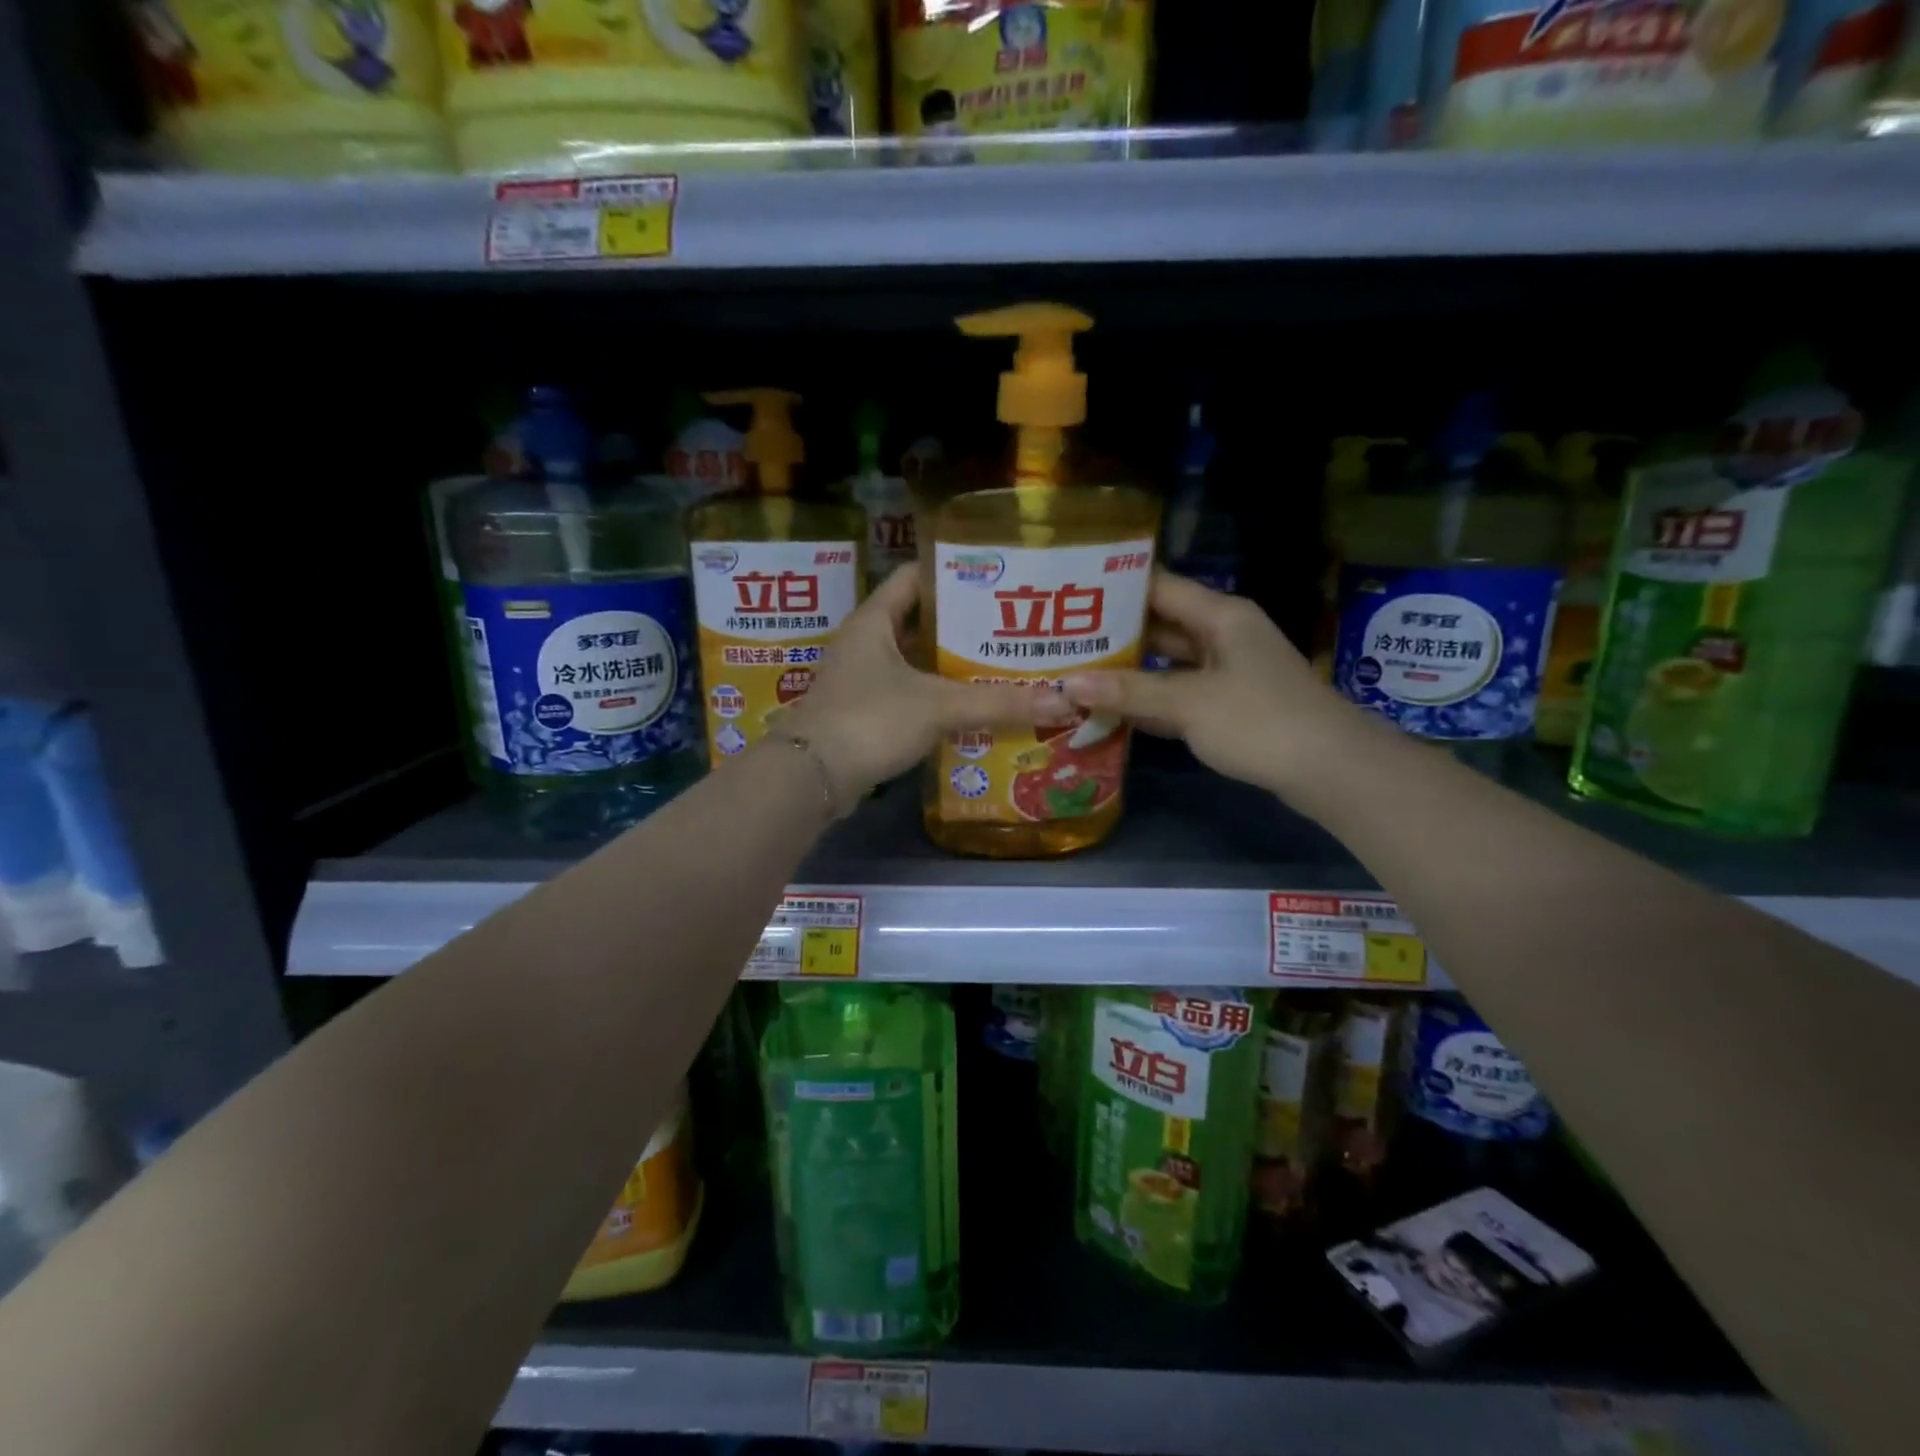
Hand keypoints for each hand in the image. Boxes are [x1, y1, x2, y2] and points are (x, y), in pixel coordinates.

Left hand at [788, 565, 1073, 807]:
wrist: (811, 777)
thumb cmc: (870, 720)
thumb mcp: (938, 706)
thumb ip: (998, 703)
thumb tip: (1062, 702)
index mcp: (873, 621)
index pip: (914, 577)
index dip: (952, 572)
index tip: (995, 577)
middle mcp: (863, 643)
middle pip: (917, 621)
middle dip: (960, 625)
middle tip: (1007, 627)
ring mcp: (859, 680)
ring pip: (912, 662)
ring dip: (948, 665)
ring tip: (997, 665)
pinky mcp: (862, 714)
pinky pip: (906, 695)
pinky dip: (934, 697)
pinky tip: (968, 707)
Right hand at [1061, 572, 1357, 798]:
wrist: (1330, 771)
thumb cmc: (1260, 721)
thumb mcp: (1189, 703)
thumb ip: (1128, 692)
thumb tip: (1066, 684)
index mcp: (1221, 616)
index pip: (1159, 586)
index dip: (1115, 586)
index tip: (1070, 591)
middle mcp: (1223, 636)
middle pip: (1160, 626)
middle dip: (1114, 633)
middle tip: (1061, 637)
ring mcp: (1227, 673)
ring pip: (1167, 663)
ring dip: (1128, 671)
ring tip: (1075, 670)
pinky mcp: (1228, 707)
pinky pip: (1178, 695)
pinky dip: (1149, 701)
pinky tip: (1110, 709)